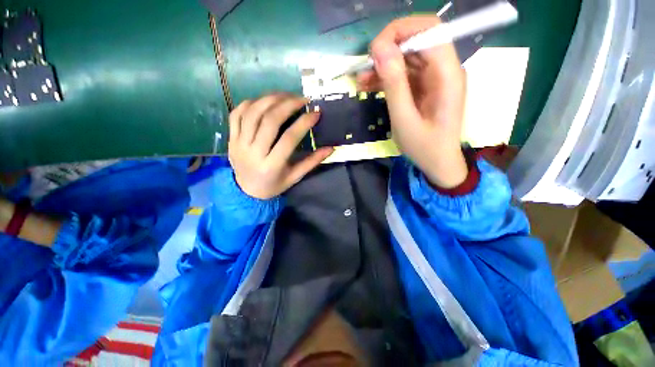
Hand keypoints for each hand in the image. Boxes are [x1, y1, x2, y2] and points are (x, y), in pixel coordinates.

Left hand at [228, 94, 333, 198]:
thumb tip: (331, 148)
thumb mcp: (295, 177)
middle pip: (269, 121)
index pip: (289, 139)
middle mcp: (253, 152)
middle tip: (302, 99)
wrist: (246, 191)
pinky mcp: (231, 138)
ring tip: (286, 95)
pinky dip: (250, 103)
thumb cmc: (274, 185)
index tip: (316, 113)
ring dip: (270, 99)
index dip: (303, 123)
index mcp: (271, 166)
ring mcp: (239, 143)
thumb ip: (312, 162)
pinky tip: (264, 101)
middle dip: (288, 104)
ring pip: (252, 113)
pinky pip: (236, 114)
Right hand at [358, 16, 467, 188]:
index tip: (374, 51)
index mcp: (447, 75)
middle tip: (364, 67)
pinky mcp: (424, 87)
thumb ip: (394, 84)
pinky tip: (368, 86)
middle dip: (387, 49)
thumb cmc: (424, 147)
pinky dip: (386, 77)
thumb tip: (380, 49)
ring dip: (383, 65)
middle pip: (417, 40)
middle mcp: (444, 69)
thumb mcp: (404, 120)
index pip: (429, 30)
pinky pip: (404, 73)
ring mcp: (434, 78)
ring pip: (407, 57)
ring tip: (361, 80)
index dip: (399, 32)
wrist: (437, 162)